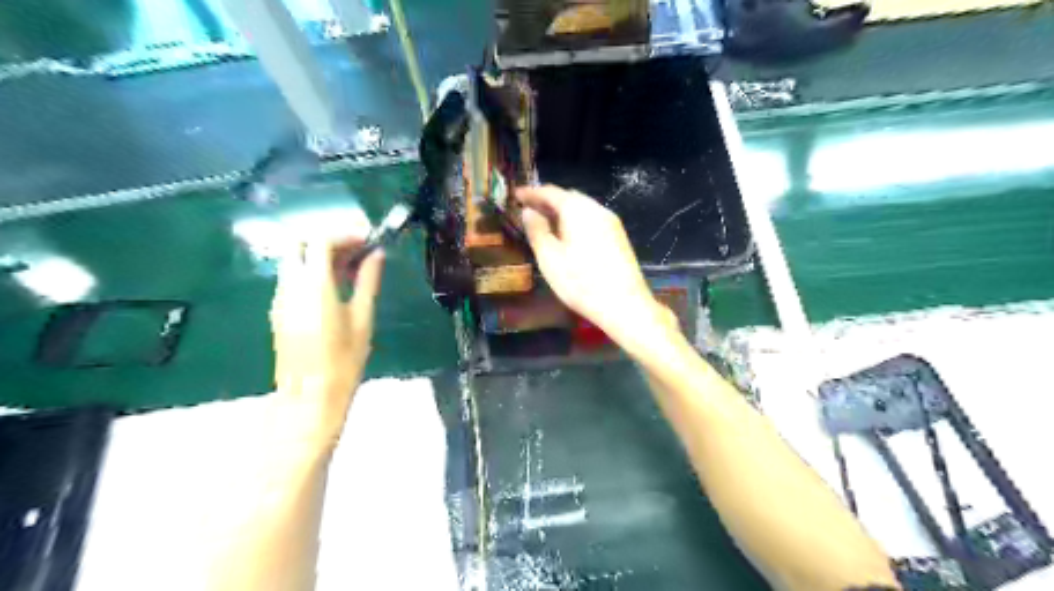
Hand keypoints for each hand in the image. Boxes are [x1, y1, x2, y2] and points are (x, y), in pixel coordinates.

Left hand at [267, 230, 385, 450]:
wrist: (310, 396)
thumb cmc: (344, 359)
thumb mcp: (362, 318)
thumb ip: (368, 281)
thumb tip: (377, 255)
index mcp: (314, 285)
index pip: (321, 241)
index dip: (345, 234)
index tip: (368, 238)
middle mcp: (290, 286)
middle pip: (301, 245)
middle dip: (330, 240)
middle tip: (359, 249)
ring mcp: (280, 298)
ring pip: (296, 261)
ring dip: (322, 255)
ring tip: (353, 267)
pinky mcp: (279, 311)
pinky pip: (293, 278)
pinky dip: (313, 271)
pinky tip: (336, 285)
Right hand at [518, 185, 673, 345]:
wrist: (624, 305)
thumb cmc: (580, 282)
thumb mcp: (549, 258)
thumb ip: (537, 230)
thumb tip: (528, 211)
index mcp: (578, 209)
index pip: (550, 192)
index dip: (531, 193)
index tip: (515, 195)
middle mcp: (597, 209)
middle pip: (568, 197)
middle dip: (547, 201)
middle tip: (528, 210)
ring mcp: (611, 222)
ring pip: (582, 208)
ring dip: (562, 211)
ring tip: (544, 223)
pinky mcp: (618, 237)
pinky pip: (591, 220)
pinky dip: (575, 221)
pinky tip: (567, 237)